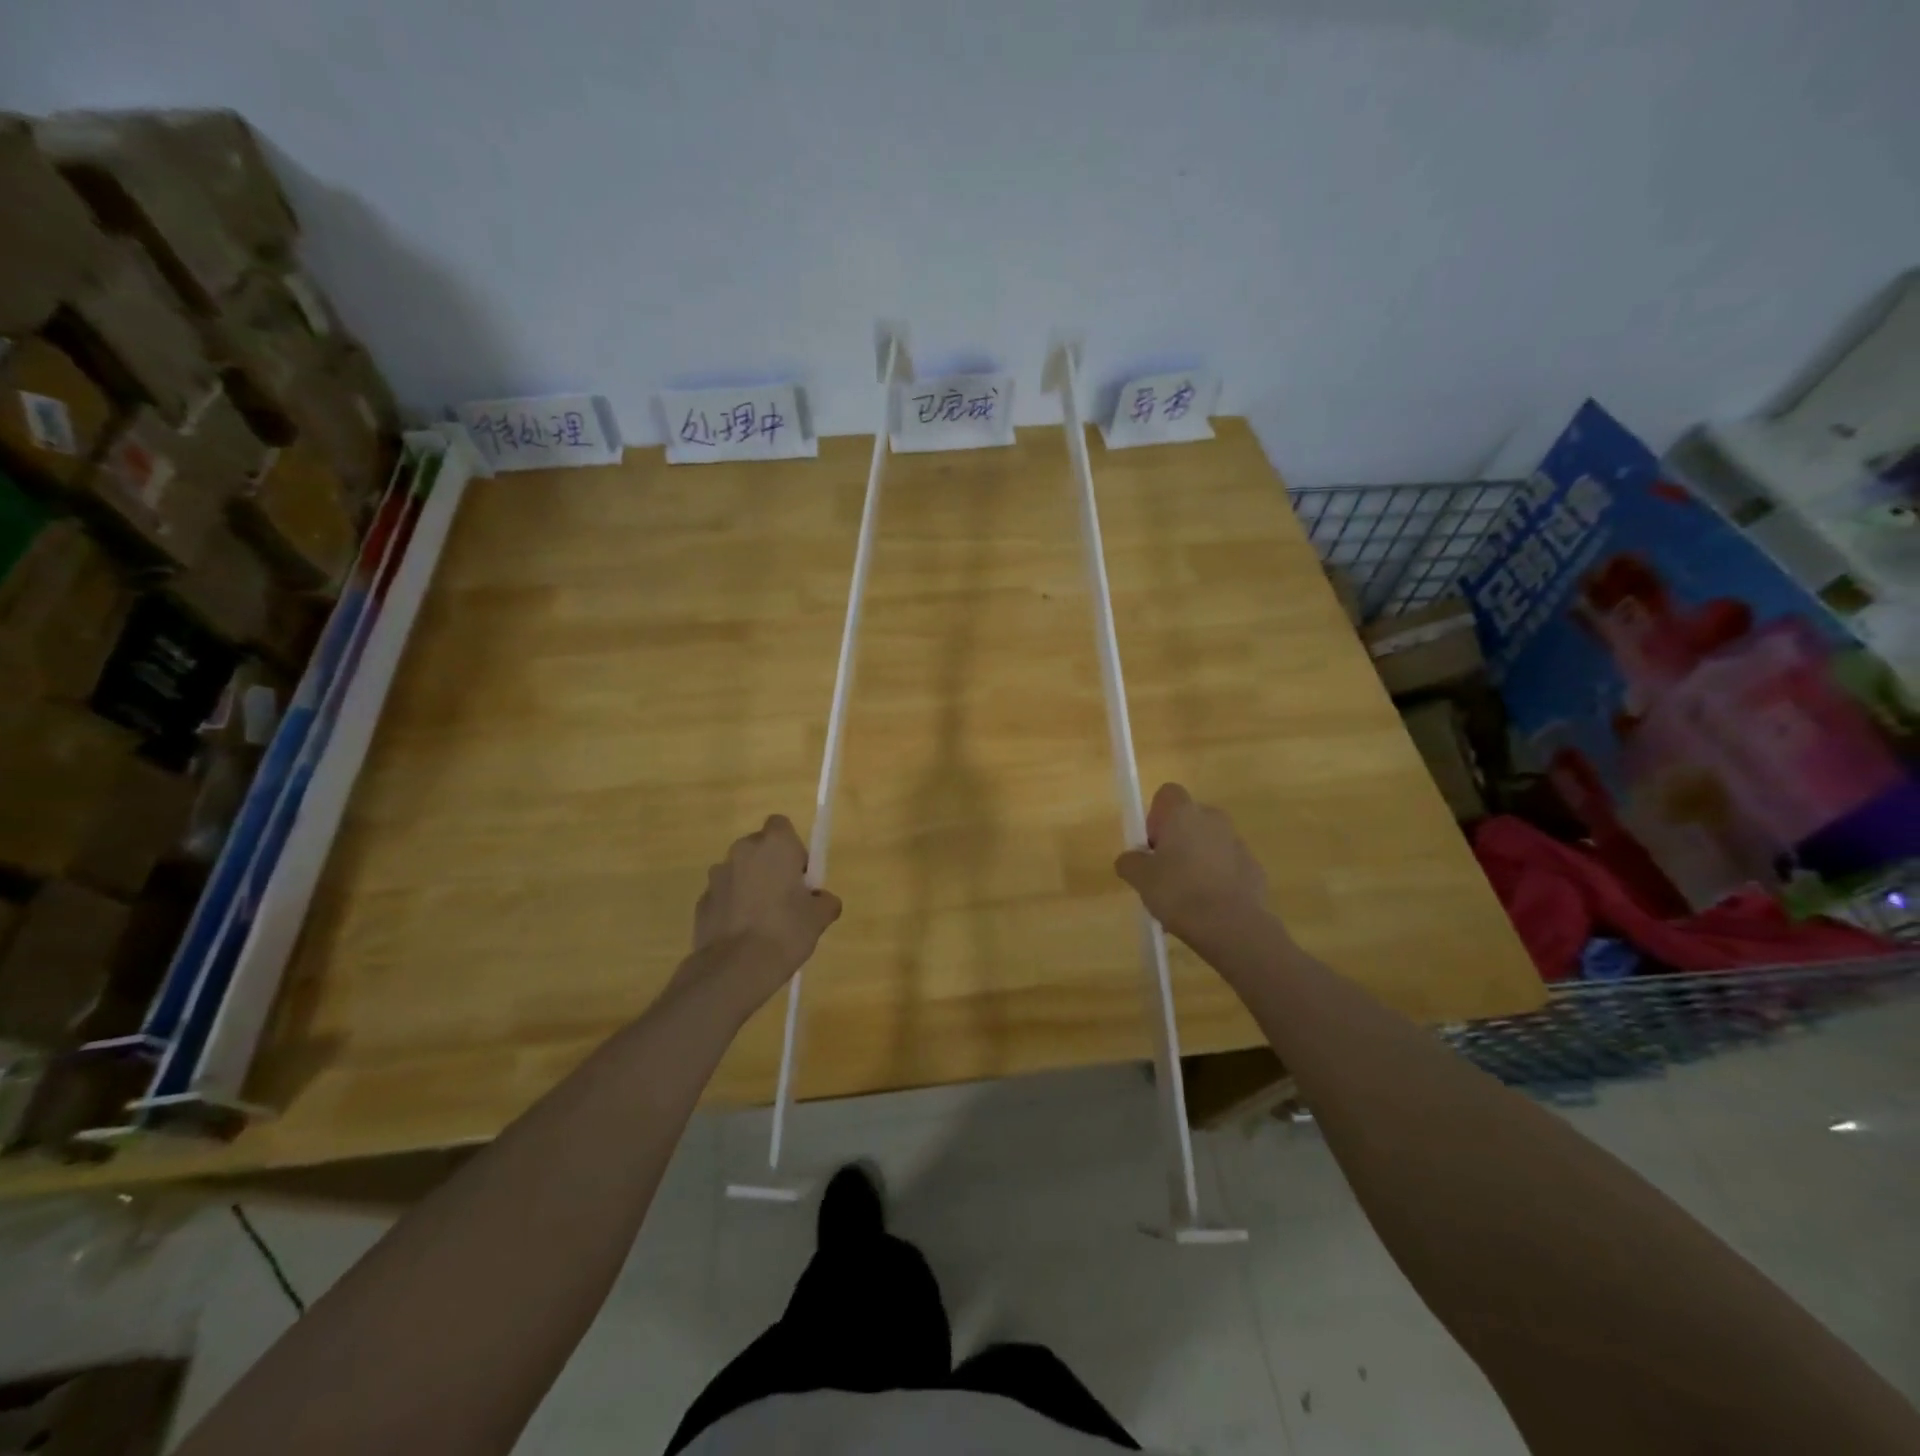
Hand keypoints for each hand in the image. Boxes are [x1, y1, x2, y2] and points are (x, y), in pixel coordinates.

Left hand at [685, 815, 841, 1012]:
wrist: (735, 968)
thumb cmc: (785, 931)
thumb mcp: (819, 917)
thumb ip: (824, 901)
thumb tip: (822, 900)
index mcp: (774, 845)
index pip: (781, 825)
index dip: (792, 847)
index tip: (800, 875)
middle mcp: (742, 851)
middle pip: (759, 848)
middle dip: (770, 867)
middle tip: (785, 899)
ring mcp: (717, 876)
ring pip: (739, 872)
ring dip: (750, 887)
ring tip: (763, 922)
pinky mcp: (701, 901)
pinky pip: (724, 896)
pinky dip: (733, 907)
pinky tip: (744, 935)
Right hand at [1115, 784, 1269, 948]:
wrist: (1231, 926)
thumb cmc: (1178, 892)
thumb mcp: (1140, 878)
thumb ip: (1130, 862)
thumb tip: (1131, 859)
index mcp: (1183, 813)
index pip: (1167, 794)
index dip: (1155, 816)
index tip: (1151, 845)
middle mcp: (1213, 819)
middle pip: (1189, 820)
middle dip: (1176, 841)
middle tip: (1163, 873)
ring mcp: (1237, 843)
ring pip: (1209, 843)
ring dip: (1197, 860)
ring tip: (1186, 897)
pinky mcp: (1254, 868)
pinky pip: (1228, 866)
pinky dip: (1217, 879)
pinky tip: (1208, 907)